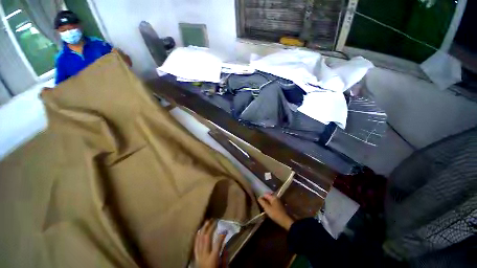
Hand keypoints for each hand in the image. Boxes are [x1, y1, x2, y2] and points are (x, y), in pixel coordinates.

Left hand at [194, 220, 226, 267]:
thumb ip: (224, 257)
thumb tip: (225, 245)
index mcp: (212, 259)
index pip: (218, 243)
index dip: (222, 234)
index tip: (225, 229)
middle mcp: (204, 256)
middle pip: (206, 238)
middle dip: (210, 227)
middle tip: (214, 220)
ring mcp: (198, 256)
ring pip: (199, 239)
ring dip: (203, 229)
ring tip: (207, 221)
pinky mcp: (195, 257)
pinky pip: (195, 245)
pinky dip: (197, 236)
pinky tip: (199, 230)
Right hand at [258, 193, 293, 230]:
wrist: (286, 221)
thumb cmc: (275, 214)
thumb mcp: (267, 208)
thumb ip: (262, 202)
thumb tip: (258, 197)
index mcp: (273, 197)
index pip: (265, 194)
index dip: (261, 197)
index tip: (258, 201)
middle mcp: (276, 197)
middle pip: (268, 197)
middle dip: (264, 200)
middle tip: (260, 204)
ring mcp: (279, 201)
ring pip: (271, 200)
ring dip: (267, 203)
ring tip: (264, 207)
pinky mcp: (280, 206)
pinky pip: (273, 203)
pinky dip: (270, 205)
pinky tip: (269, 209)